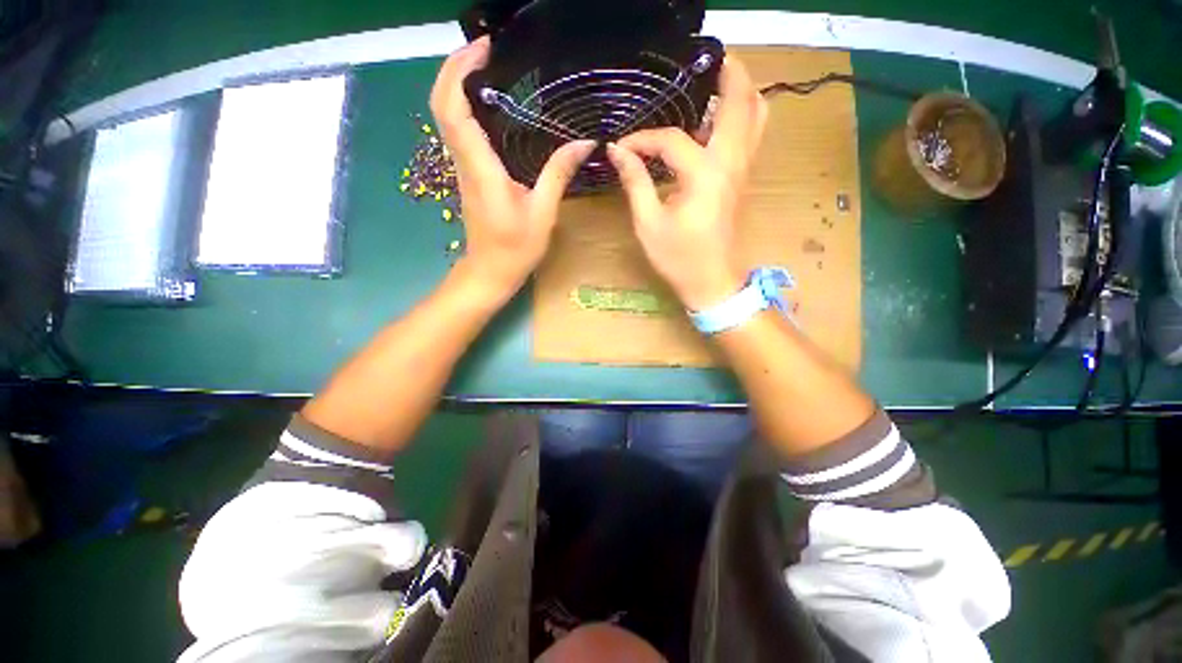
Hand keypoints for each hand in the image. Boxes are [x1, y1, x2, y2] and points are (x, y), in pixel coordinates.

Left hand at [430, 37, 595, 301]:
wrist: (490, 271)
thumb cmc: (515, 249)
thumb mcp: (543, 213)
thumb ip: (558, 174)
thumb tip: (583, 143)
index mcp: (481, 169)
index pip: (454, 109)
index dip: (459, 71)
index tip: (484, 49)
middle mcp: (465, 162)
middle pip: (442, 104)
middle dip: (454, 67)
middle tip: (486, 49)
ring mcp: (463, 168)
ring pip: (447, 116)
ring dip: (457, 83)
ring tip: (488, 66)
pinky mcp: (468, 174)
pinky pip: (459, 131)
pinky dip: (465, 105)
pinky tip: (490, 102)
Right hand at [606, 57, 766, 310]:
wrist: (713, 283)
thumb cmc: (679, 258)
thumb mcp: (649, 223)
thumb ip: (636, 183)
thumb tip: (619, 152)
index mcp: (704, 175)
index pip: (672, 140)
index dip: (643, 140)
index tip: (622, 147)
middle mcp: (731, 164)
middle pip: (742, 104)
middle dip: (730, 75)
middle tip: (711, 59)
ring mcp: (742, 172)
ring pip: (756, 118)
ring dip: (741, 93)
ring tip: (718, 81)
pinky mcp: (742, 181)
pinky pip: (749, 137)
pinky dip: (740, 117)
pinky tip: (716, 120)